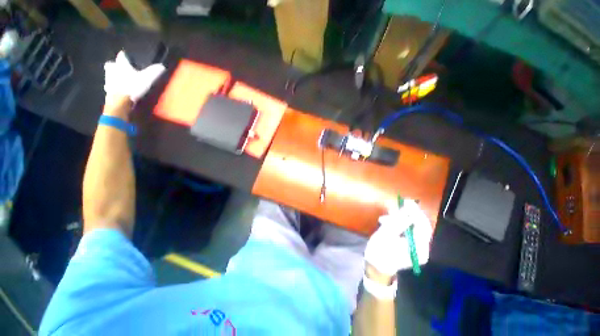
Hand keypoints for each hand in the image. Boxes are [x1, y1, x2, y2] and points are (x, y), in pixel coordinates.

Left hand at [103, 51, 164, 103]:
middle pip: (112, 64)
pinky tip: (119, 90)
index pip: (122, 56)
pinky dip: (114, 86)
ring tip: (121, 80)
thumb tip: (162, 66)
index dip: (125, 56)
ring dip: (114, 76)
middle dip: (116, 66)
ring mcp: (108, 79)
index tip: (127, 56)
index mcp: (121, 64)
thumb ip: (154, 72)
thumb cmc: (133, 86)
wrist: (120, 100)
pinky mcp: (108, 90)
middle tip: (122, 69)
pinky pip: (110, 85)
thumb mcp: (147, 78)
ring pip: (110, 75)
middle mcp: (112, 69)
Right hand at [364, 199, 432, 283]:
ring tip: (384, 219)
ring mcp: (416, 247)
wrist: (376, 267)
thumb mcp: (386, 235)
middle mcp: (421, 248)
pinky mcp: (409, 244)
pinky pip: (406, 230)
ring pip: (411, 227)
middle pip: (418, 226)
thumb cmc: (379, 252)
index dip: (416, 213)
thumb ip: (398, 222)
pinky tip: (386, 222)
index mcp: (418, 248)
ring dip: (398, 220)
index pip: (423, 227)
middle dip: (406, 215)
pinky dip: (397, 224)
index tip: (408, 202)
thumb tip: (408, 211)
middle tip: (396, 206)